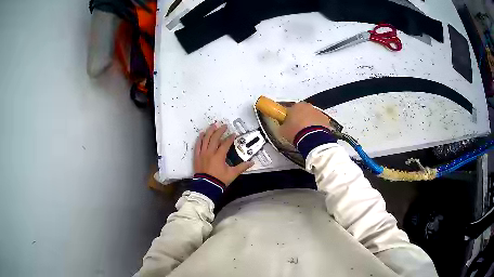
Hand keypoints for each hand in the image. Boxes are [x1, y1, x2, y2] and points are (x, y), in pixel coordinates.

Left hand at [194, 124, 253, 184]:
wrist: (206, 187)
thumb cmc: (220, 180)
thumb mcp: (232, 174)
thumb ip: (242, 167)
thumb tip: (252, 162)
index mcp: (219, 156)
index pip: (226, 143)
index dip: (230, 138)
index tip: (234, 134)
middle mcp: (210, 152)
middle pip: (215, 138)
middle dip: (220, 131)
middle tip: (224, 126)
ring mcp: (202, 153)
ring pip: (205, 139)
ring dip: (210, 131)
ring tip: (213, 125)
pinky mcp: (197, 156)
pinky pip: (197, 145)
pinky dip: (200, 138)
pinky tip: (202, 133)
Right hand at [279, 102, 331, 143]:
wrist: (313, 139)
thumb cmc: (295, 132)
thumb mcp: (282, 130)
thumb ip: (282, 125)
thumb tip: (283, 125)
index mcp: (296, 105)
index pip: (290, 110)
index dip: (289, 117)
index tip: (288, 125)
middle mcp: (308, 105)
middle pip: (302, 112)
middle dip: (300, 118)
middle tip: (297, 130)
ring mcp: (318, 112)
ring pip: (312, 116)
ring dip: (310, 122)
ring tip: (307, 134)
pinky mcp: (326, 119)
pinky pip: (320, 122)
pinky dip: (317, 127)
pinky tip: (315, 135)